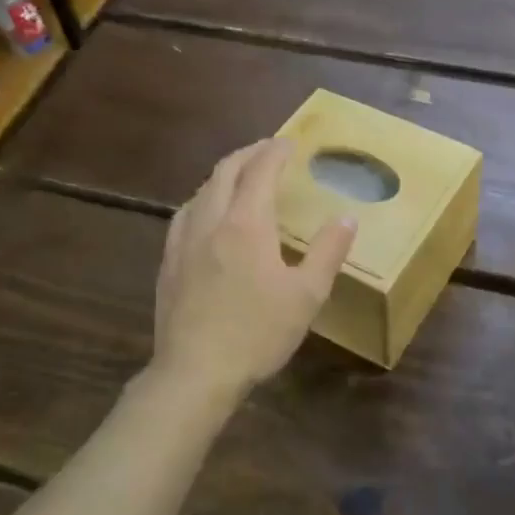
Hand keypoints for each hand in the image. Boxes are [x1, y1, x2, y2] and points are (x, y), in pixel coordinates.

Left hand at [152, 138, 356, 401]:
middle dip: (248, 154)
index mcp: (246, 224)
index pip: (260, 171)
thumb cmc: (257, 333)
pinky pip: (185, 215)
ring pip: (201, 191)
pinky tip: (206, 216)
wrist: (194, 373)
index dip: (275, 151)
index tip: (289, 142)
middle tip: (268, 150)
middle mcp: (210, 222)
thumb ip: (327, 252)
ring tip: (241, 177)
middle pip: (225, 172)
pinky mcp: (168, 263)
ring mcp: (183, 242)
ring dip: (224, 175)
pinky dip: (203, 200)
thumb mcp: (306, 295)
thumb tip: (346, 218)